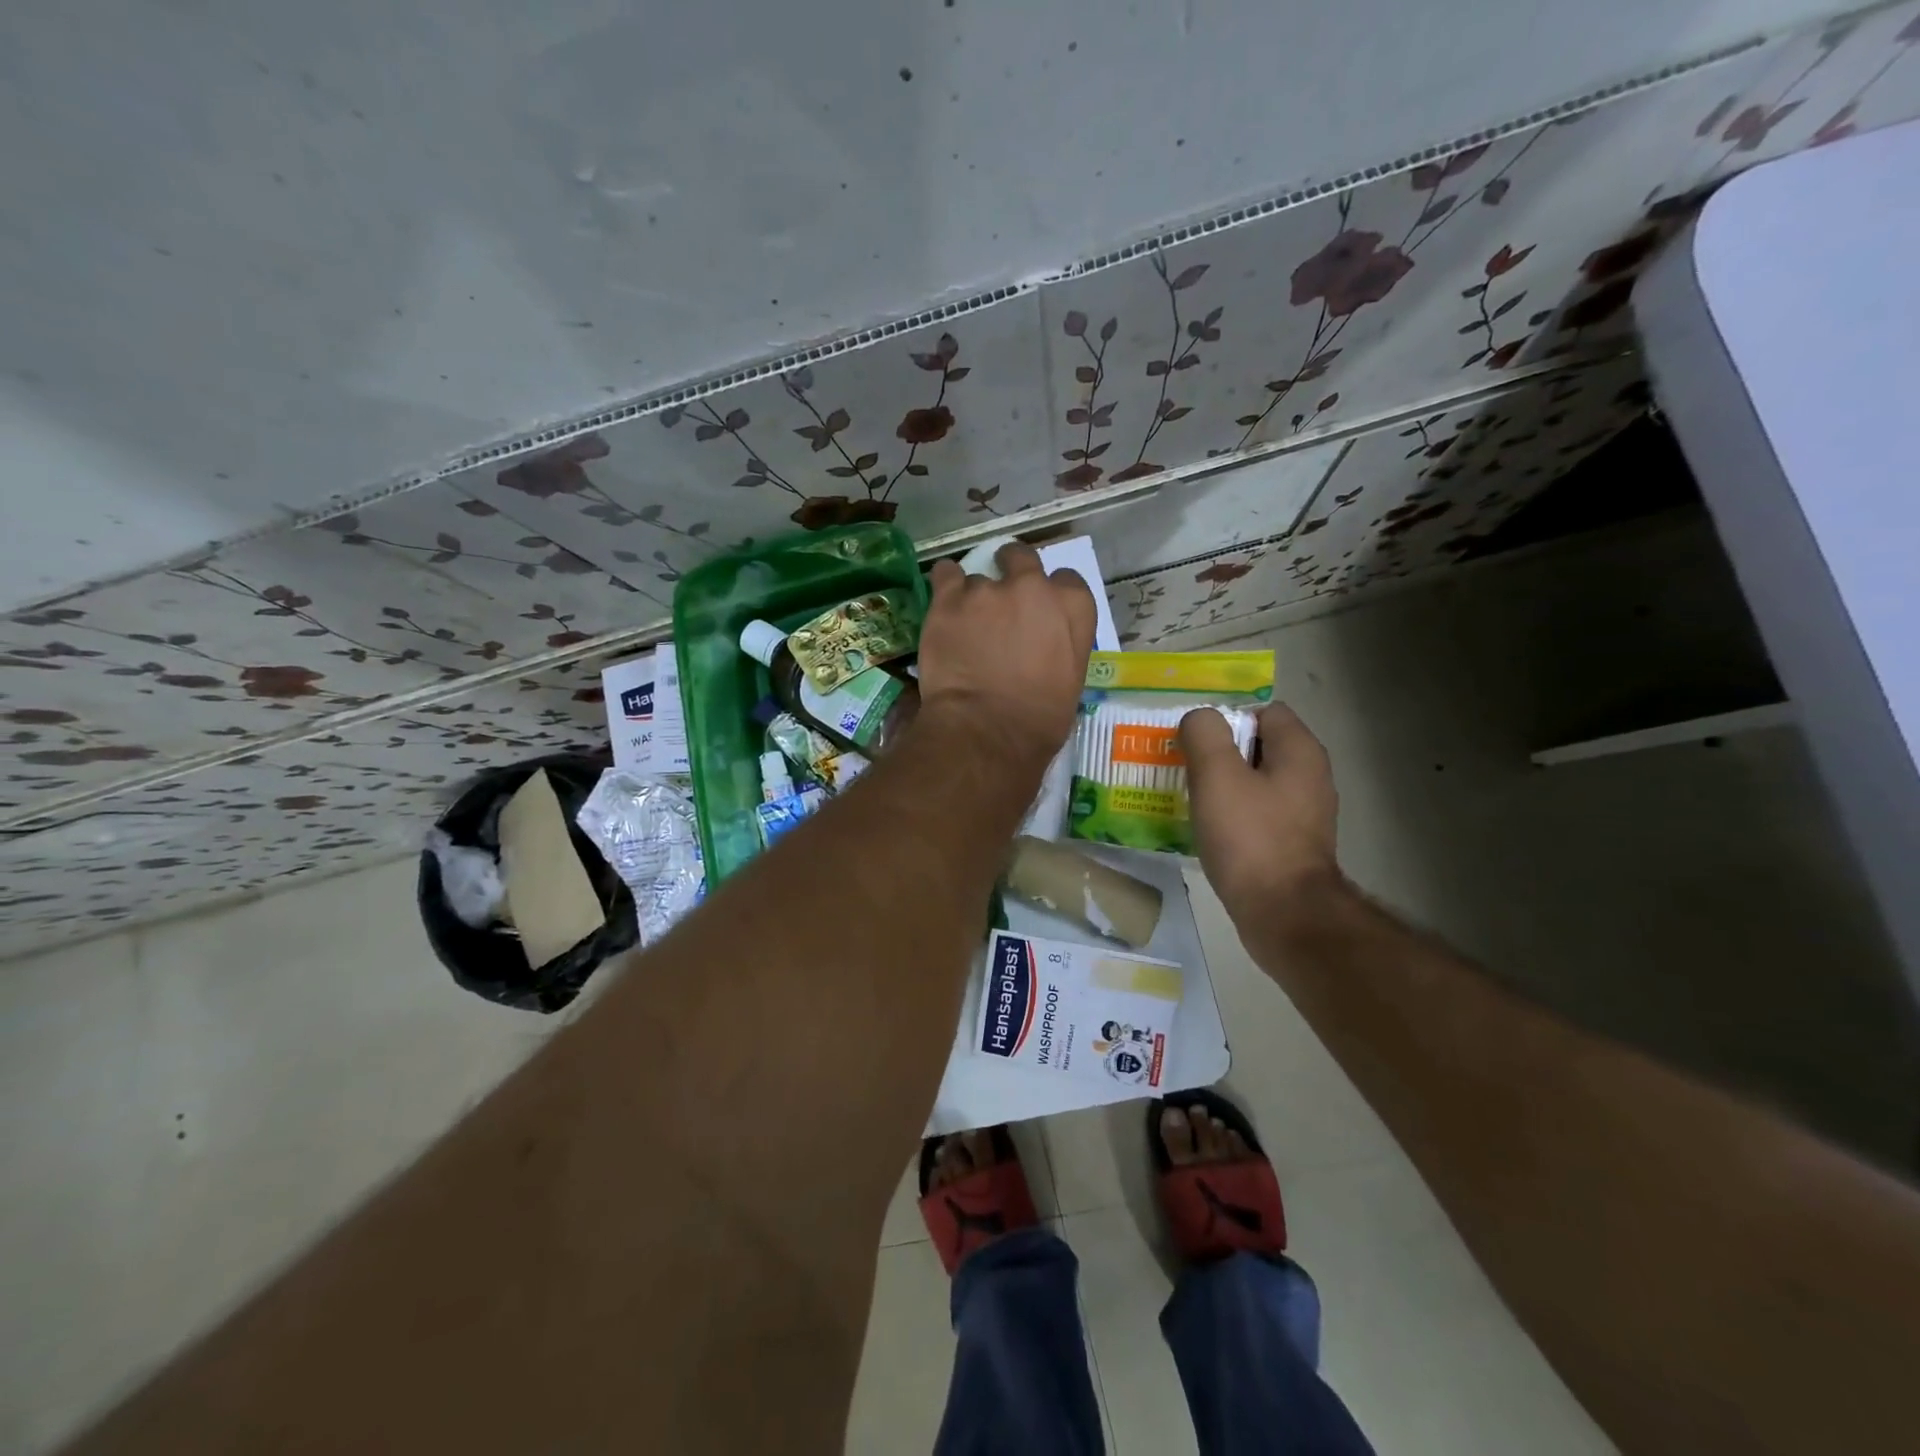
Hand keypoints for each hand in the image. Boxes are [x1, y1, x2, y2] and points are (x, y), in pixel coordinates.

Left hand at [917, 542, 1096, 764]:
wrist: (987, 731)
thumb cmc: (1039, 720)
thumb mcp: (1071, 680)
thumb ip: (1059, 644)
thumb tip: (1042, 643)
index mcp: (1072, 608)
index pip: (1067, 581)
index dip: (1050, 593)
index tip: (1038, 610)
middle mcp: (1033, 588)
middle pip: (1022, 559)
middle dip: (1013, 571)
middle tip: (1002, 600)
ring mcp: (988, 590)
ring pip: (979, 579)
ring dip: (975, 596)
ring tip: (965, 626)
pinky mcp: (948, 599)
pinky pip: (945, 573)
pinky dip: (944, 584)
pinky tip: (943, 604)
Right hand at [1180, 702, 1342, 926]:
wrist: (1284, 915)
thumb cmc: (1251, 838)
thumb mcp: (1217, 775)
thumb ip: (1204, 734)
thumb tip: (1199, 719)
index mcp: (1299, 751)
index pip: (1262, 711)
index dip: (1226, 716)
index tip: (1193, 737)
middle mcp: (1309, 777)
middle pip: (1256, 746)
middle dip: (1217, 752)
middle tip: (1180, 764)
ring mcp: (1303, 814)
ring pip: (1253, 783)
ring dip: (1220, 786)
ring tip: (1184, 795)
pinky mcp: (1291, 846)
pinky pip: (1255, 815)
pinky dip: (1230, 816)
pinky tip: (1203, 828)